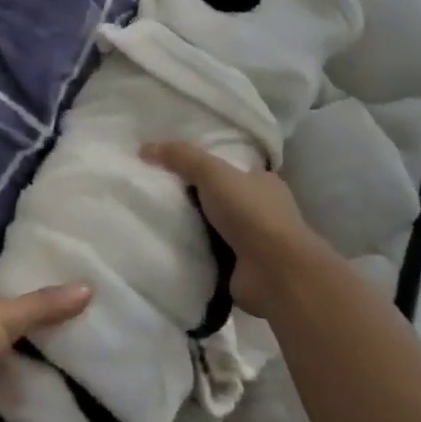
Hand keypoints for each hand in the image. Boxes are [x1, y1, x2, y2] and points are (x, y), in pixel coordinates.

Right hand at [142, 141, 324, 313]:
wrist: (276, 273)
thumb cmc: (251, 213)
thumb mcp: (212, 172)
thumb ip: (181, 157)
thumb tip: (144, 147)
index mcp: (263, 183)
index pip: (232, 169)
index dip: (206, 166)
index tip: (174, 166)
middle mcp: (263, 211)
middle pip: (221, 199)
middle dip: (195, 198)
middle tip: (158, 193)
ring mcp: (255, 243)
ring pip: (215, 228)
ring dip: (193, 228)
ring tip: (156, 220)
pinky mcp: (244, 270)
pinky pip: (212, 256)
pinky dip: (195, 254)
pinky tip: (169, 249)